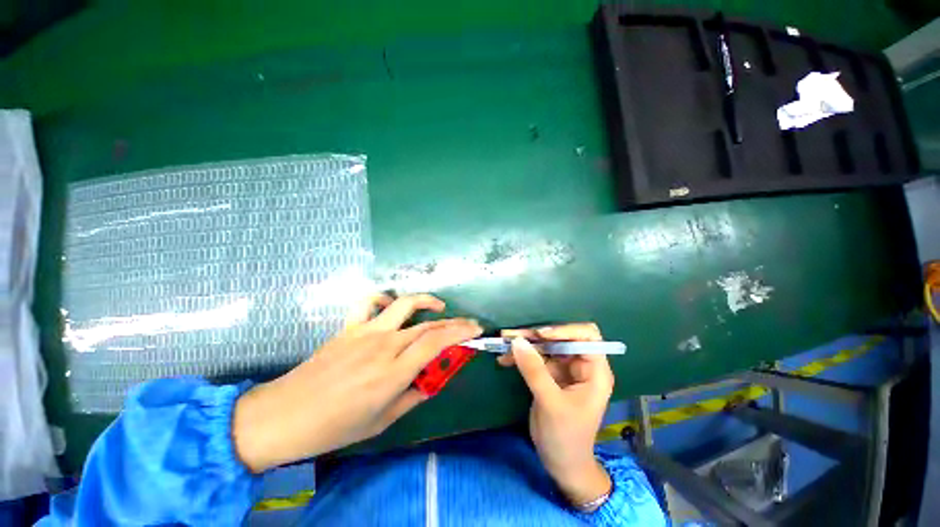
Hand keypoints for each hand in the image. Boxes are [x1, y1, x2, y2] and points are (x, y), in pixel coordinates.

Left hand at [232, 294, 482, 472]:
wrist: (285, 416)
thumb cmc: (335, 426)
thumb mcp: (382, 420)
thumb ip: (413, 396)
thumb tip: (432, 381)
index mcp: (393, 372)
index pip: (436, 342)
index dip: (460, 333)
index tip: (476, 331)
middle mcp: (383, 345)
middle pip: (428, 324)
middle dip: (454, 322)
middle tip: (468, 324)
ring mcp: (365, 332)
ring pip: (404, 304)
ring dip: (426, 301)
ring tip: (439, 307)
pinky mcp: (349, 327)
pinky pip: (369, 302)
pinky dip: (384, 298)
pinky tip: (391, 306)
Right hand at [499, 323, 613, 505]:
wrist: (561, 464)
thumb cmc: (566, 437)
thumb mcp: (551, 403)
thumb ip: (534, 371)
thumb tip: (517, 341)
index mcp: (595, 370)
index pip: (587, 336)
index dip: (564, 330)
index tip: (540, 335)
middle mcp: (581, 365)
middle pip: (561, 338)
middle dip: (536, 335)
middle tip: (512, 335)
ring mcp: (564, 369)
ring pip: (545, 346)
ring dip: (524, 343)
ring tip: (503, 342)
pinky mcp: (550, 375)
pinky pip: (535, 358)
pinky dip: (520, 356)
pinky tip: (504, 359)